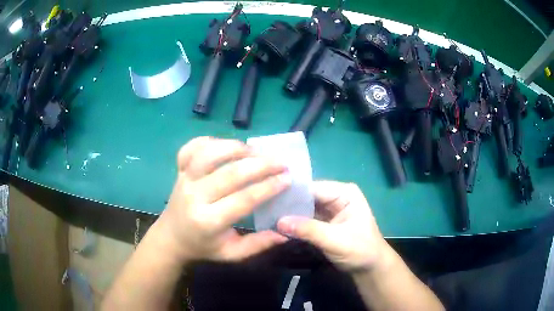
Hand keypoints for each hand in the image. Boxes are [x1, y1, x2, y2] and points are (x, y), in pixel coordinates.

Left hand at [156, 137, 290, 262]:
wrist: (172, 237)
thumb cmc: (203, 246)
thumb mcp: (231, 253)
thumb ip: (258, 245)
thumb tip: (286, 233)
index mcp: (209, 221)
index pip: (243, 199)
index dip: (268, 187)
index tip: (287, 178)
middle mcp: (195, 196)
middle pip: (230, 173)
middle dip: (261, 164)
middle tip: (281, 162)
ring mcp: (185, 179)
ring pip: (210, 153)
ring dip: (236, 148)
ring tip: (256, 151)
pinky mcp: (179, 170)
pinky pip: (192, 147)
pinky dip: (209, 141)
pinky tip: (225, 146)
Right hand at [277, 181, 390, 271]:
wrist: (369, 268)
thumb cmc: (360, 250)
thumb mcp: (335, 240)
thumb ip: (309, 230)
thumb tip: (279, 222)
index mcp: (344, 193)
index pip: (313, 188)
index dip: (292, 194)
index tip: (269, 200)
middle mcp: (336, 196)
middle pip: (307, 197)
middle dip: (289, 205)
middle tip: (266, 210)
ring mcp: (329, 209)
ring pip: (304, 208)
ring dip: (289, 215)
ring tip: (268, 217)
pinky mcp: (324, 222)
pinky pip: (306, 219)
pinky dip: (295, 223)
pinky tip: (278, 225)